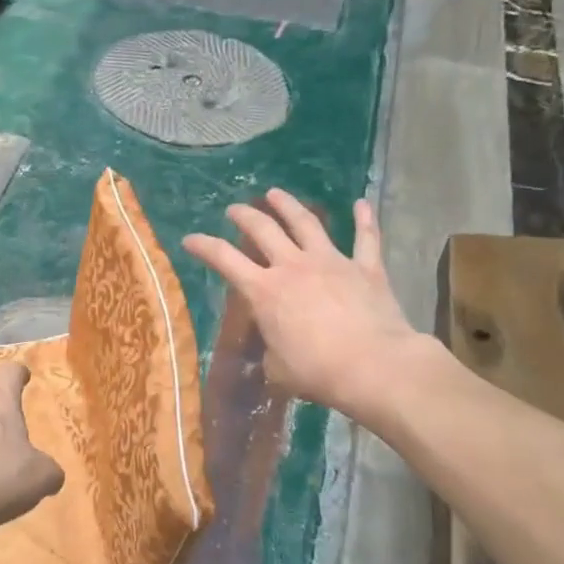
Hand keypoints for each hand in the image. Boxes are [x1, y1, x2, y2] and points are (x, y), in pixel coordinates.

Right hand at [183, 191, 432, 424]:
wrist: (373, 365)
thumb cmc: (317, 371)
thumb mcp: (279, 368)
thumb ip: (272, 351)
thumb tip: (276, 349)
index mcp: (265, 291)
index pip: (225, 260)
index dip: (204, 246)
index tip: (190, 238)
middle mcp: (293, 266)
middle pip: (263, 230)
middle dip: (245, 216)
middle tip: (234, 209)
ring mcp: (331, 262)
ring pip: (306, 223)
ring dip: (288, 205)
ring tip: (275, 193)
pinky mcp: (366, 268)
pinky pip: (366, 238)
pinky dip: (364, 219)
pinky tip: (361, 203)